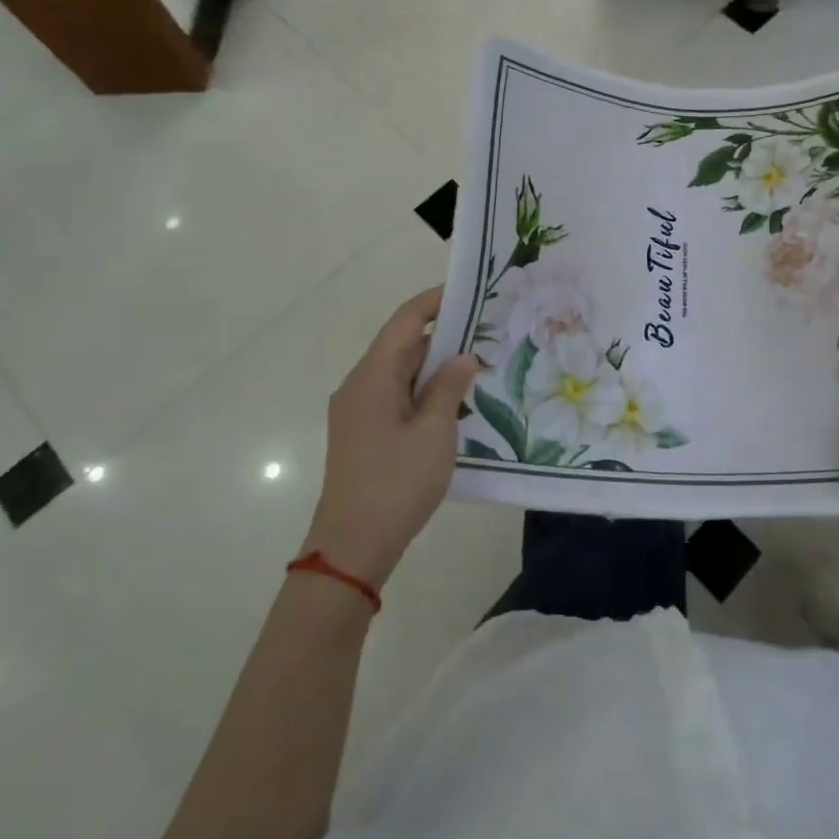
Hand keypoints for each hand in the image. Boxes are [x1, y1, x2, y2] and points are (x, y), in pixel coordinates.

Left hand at [302, 286, 481, 586]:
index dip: (435, 301)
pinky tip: (454, 402)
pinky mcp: (363, 433)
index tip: (470, 291)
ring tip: (478, 364)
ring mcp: (358, 410)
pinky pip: (396, 395)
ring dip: (435, 366)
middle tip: (487, 330)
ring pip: (400, 372)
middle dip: (443, 334)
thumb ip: (450, 387)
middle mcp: (359, 385)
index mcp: (373, 376)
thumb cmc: (396, 483)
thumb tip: (462, 357)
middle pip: (402, 344)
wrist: (351, 547)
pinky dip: (424, 390)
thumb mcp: (435, 432)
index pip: (406, 321)